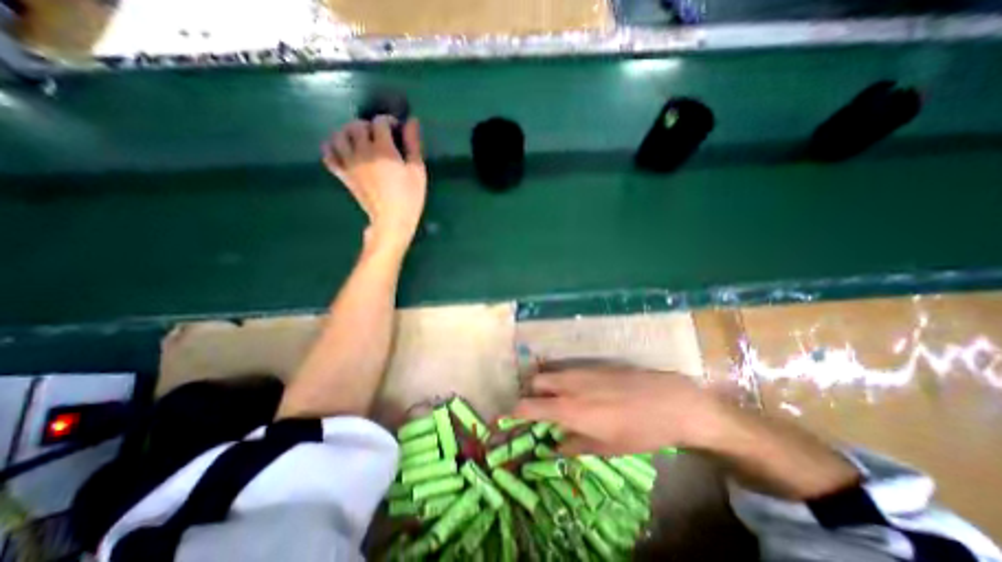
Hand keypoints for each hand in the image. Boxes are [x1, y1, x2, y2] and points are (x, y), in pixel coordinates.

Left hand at [325, 116, 425, 251]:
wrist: (392, 220)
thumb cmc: (409, 197)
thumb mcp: (417, 170)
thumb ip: (413, 144)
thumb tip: (412, 121)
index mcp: (383, 149)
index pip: (380, 122)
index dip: (389, 121)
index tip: (397, 130)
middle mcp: (362, 151)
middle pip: (357, 125)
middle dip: (369, 126)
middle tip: (380, 136)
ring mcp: (349, 163)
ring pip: (339, 136)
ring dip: (349, 132)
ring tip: (360, 140)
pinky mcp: (343, 175)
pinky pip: (328, 155)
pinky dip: (332, 147)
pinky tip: (342, 149)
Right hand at [517, 369, 729, 456]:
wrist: (669, 401)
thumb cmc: (639, 430)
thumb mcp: (607, 447)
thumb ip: (575, 445)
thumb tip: (554, 446)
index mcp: (568, 409)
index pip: (527, 407)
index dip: (511, 414)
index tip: (502, 420)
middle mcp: (568, 385)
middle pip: (534, 382)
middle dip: (531, 394)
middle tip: (541, 410)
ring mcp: (580, 371)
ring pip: (550, 373)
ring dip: (547, 386)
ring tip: (559, 401)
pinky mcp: (592, 365)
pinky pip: (567, 370)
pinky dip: (563, 380)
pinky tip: (579, 391)